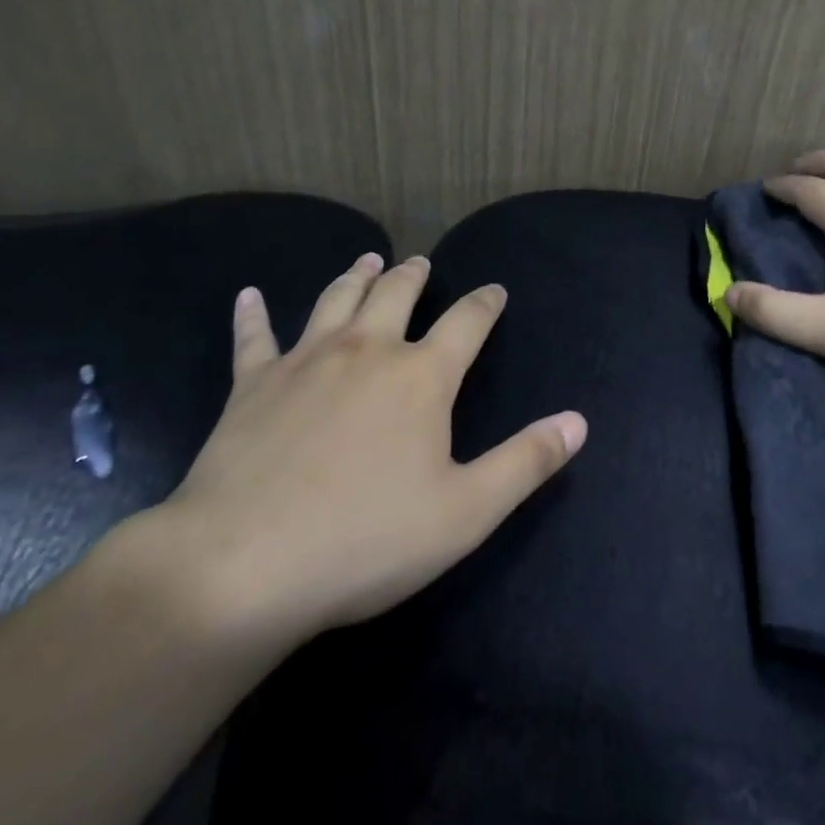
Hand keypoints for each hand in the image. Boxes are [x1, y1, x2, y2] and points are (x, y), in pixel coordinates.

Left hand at [138, 254, 586, 662]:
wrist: (245, 565)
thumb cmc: (365, 540)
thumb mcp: (466, 512)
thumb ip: (526, 461)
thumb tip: (579, 421)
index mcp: (421, 377)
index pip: (466, 322)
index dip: (485, 303)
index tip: (495, 290)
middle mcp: (367, 350)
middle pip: (396, 294)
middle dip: (413, 275)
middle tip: (420, 263)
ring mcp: (306, 360)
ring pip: (336, 300)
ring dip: (355, 276)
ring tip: (367, 259)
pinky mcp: (253, 383)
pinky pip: (254, 337)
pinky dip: (252, 313)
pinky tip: (248, 295)